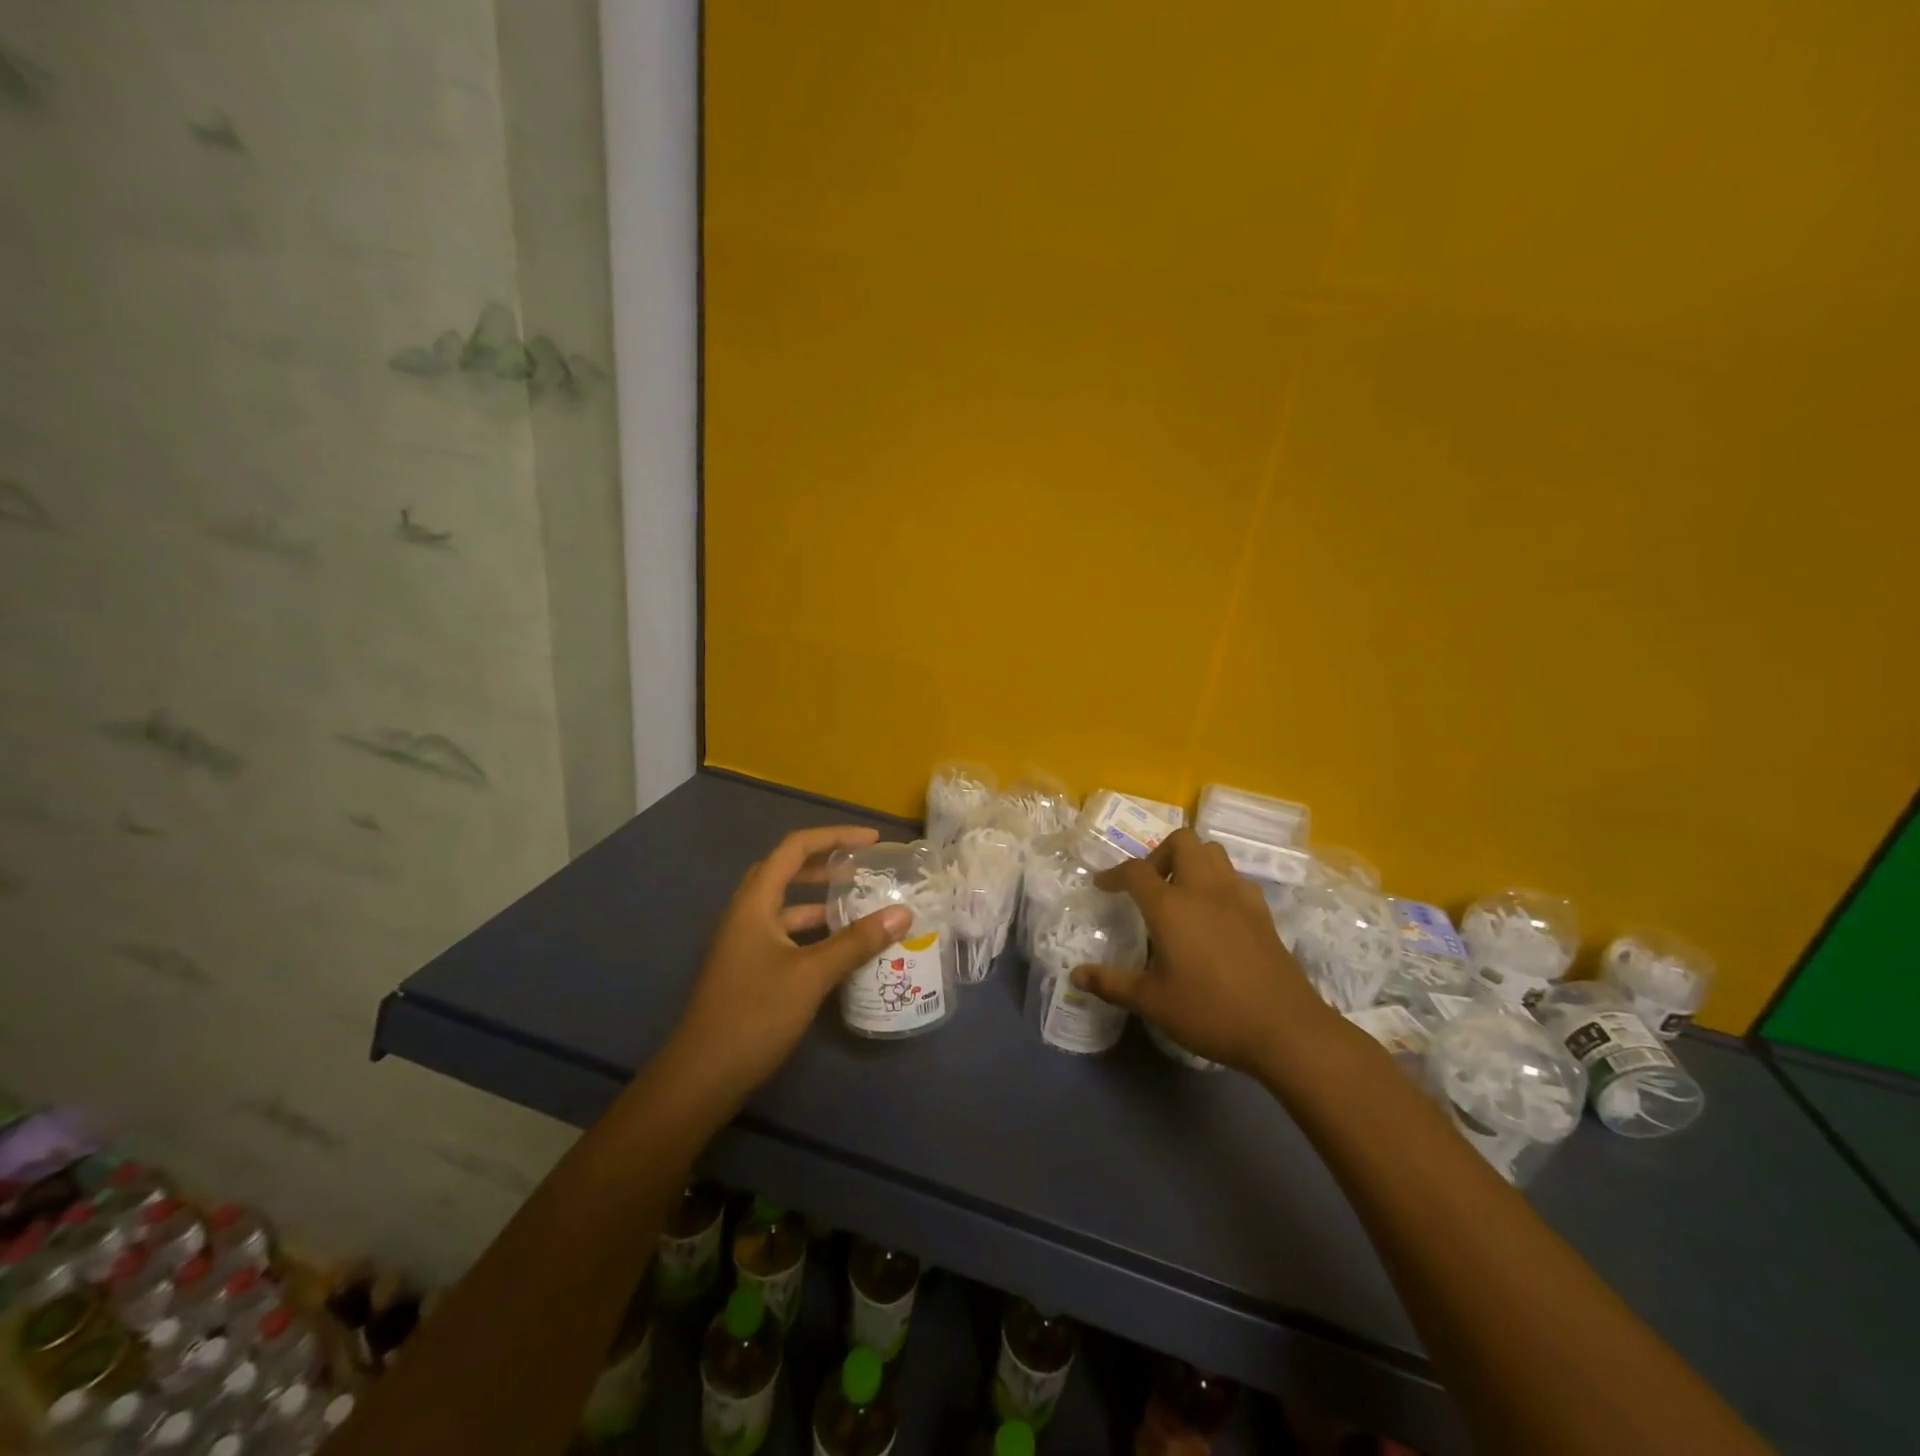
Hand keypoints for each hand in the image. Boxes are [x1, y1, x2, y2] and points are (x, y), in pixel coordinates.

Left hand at [672, 826, 911, 1095]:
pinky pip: (786, 934)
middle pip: (786, 871)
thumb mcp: (812, 975)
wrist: (704, 1075)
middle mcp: (746, 913)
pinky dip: (813, 931)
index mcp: (755, 902)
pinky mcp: (749, 967)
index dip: (834, 837)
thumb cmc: (755, 1014)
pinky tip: (840, 947)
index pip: (795, 848)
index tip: (872, 842)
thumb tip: (902, 913)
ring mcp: (745, 942)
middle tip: (863, 867)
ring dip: (820, 899)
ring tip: (859, 902)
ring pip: (786, 905)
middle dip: (825, 863)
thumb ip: (856, 941)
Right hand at [1070, 829, 1332, 1074]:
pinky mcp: (1262, 911)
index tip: (1103, 886)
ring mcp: (1238, 896)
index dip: (1114, 874)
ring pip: (1212, 852)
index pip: (1135, 871)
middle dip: (1159, 855)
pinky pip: (1234, 877)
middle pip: (1181, 841)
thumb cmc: (1210, 1012)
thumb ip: (1112, 984)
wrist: (1285, 1029)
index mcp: (1171, 906)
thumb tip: (1076, 975)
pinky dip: (1217, 881)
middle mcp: (1204, 889)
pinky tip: (1213, 914)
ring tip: (1180, 894)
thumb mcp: (1152, 1002)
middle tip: (1149, 886)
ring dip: (1191, 861)